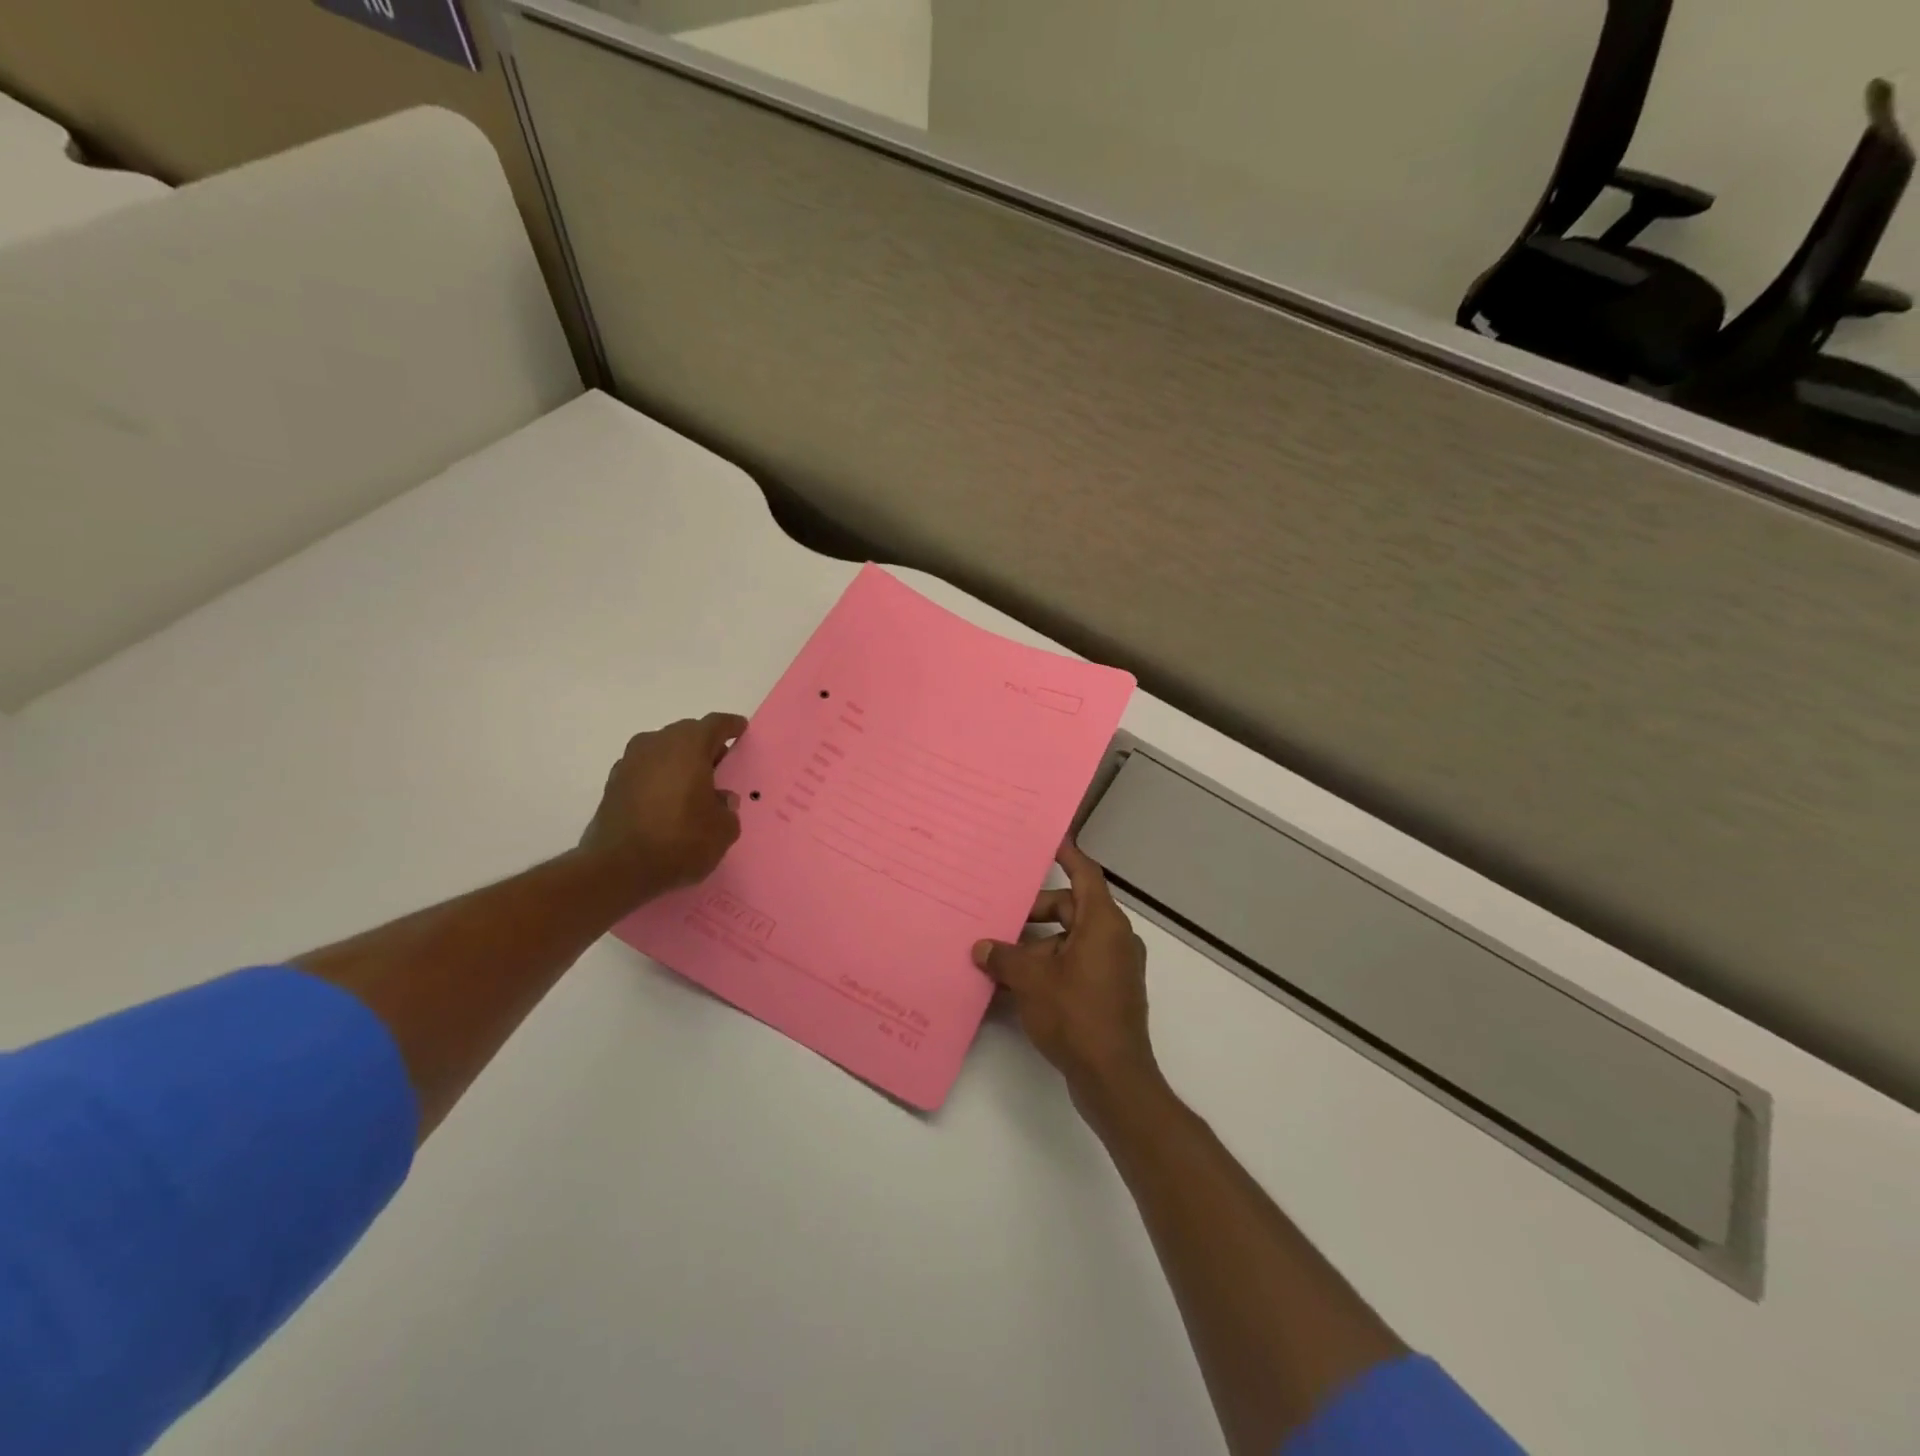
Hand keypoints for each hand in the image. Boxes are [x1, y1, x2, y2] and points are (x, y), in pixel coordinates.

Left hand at [580, 713, 747, 898]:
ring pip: (662, 750)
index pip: (715, 724)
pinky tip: (667, 801)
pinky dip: (659, 778)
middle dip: (704, 745)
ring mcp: (630, 762)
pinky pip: (645, 770)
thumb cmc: (680, 841)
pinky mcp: (612, 784)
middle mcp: (656, 744)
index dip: (730, 726)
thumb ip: (727, 808)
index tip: (740, 729)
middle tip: (719, 764)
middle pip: (686, 734)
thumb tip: (719, 799)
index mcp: (688, 746)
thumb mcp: (723, 830)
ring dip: (679, 761)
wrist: (617, 868)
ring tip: (693, 785)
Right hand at [973, 841, 1158, 1103]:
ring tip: (998, 954)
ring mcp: (1113, 968)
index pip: (1085, 874)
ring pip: (1070, 940)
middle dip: (1035, 911)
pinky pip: (1074, 965)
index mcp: (1103, 923)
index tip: (1049, 841)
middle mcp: (1113, 939)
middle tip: (1001, 913)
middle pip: (1071, 908)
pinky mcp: (1108, 993)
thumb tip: (982, 947)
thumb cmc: (1076, 1015)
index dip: (1068, 855)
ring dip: (1037, 944)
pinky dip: (1048, 967)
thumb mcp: (1031, 981)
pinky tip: (1013, 985)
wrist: (1114, 1078)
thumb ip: (1003, 957)